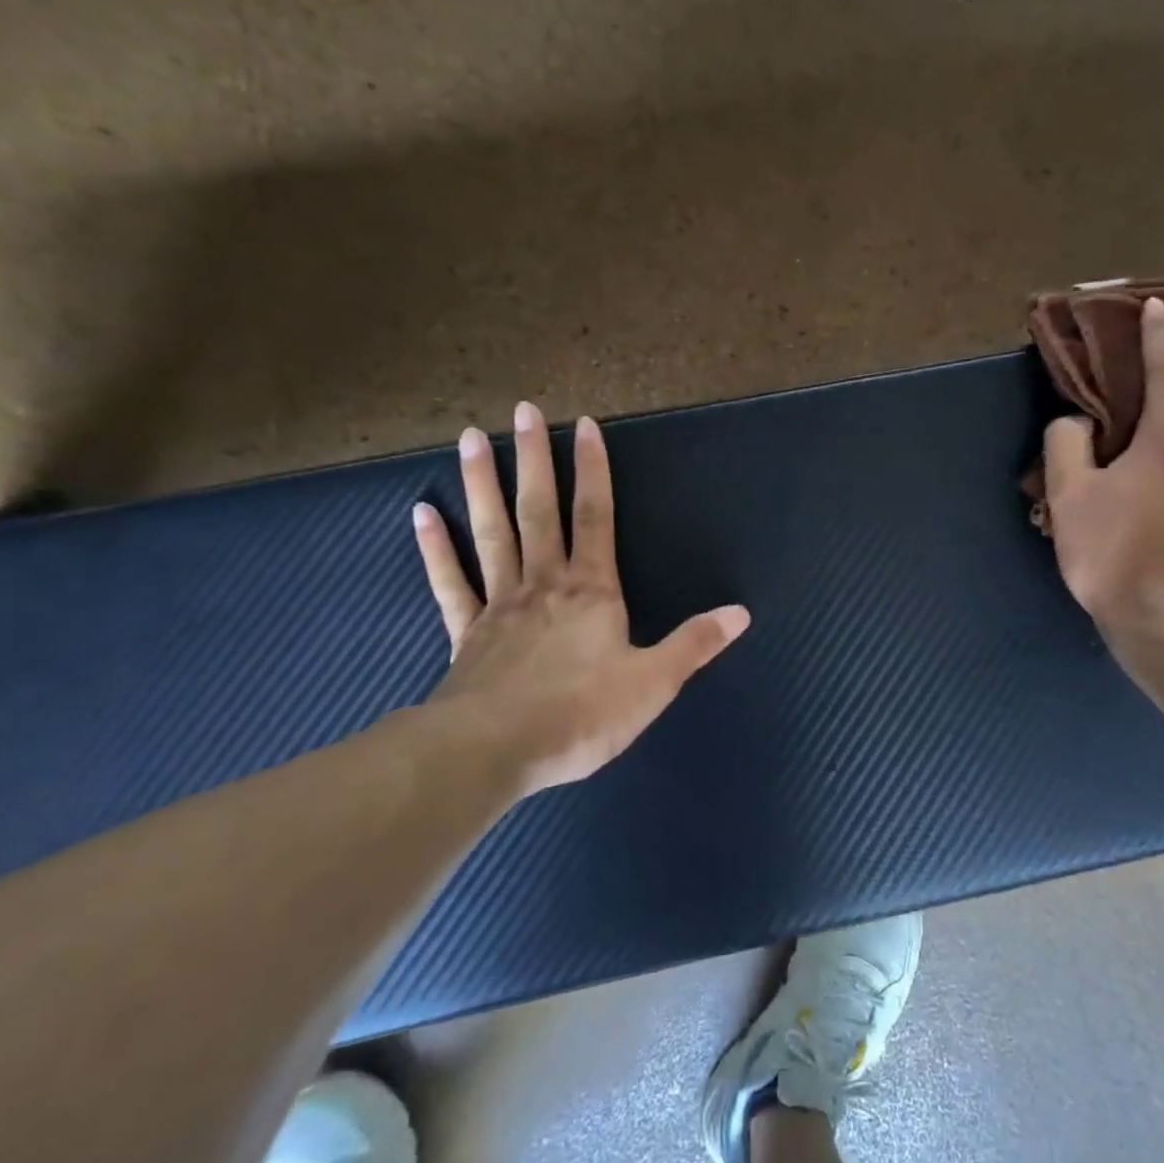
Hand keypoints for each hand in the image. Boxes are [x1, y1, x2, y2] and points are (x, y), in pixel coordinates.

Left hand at [411, 402, 750, 795]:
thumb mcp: (654, 683)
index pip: (596, 517)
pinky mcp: (465, 633)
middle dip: (535, 459)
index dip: (594, 470)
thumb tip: (742, 612)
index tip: (584, 424)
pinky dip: (435, 547)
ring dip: (483, 484)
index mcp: (593, 591)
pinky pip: (450, 582)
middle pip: (540, 510)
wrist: (495, 751)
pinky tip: (421, 513)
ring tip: (471, 438)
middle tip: (522, 410)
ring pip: (493, 532)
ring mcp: (500, 604)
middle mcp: (545, 584)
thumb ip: (695, 643)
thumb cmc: (582, 715)